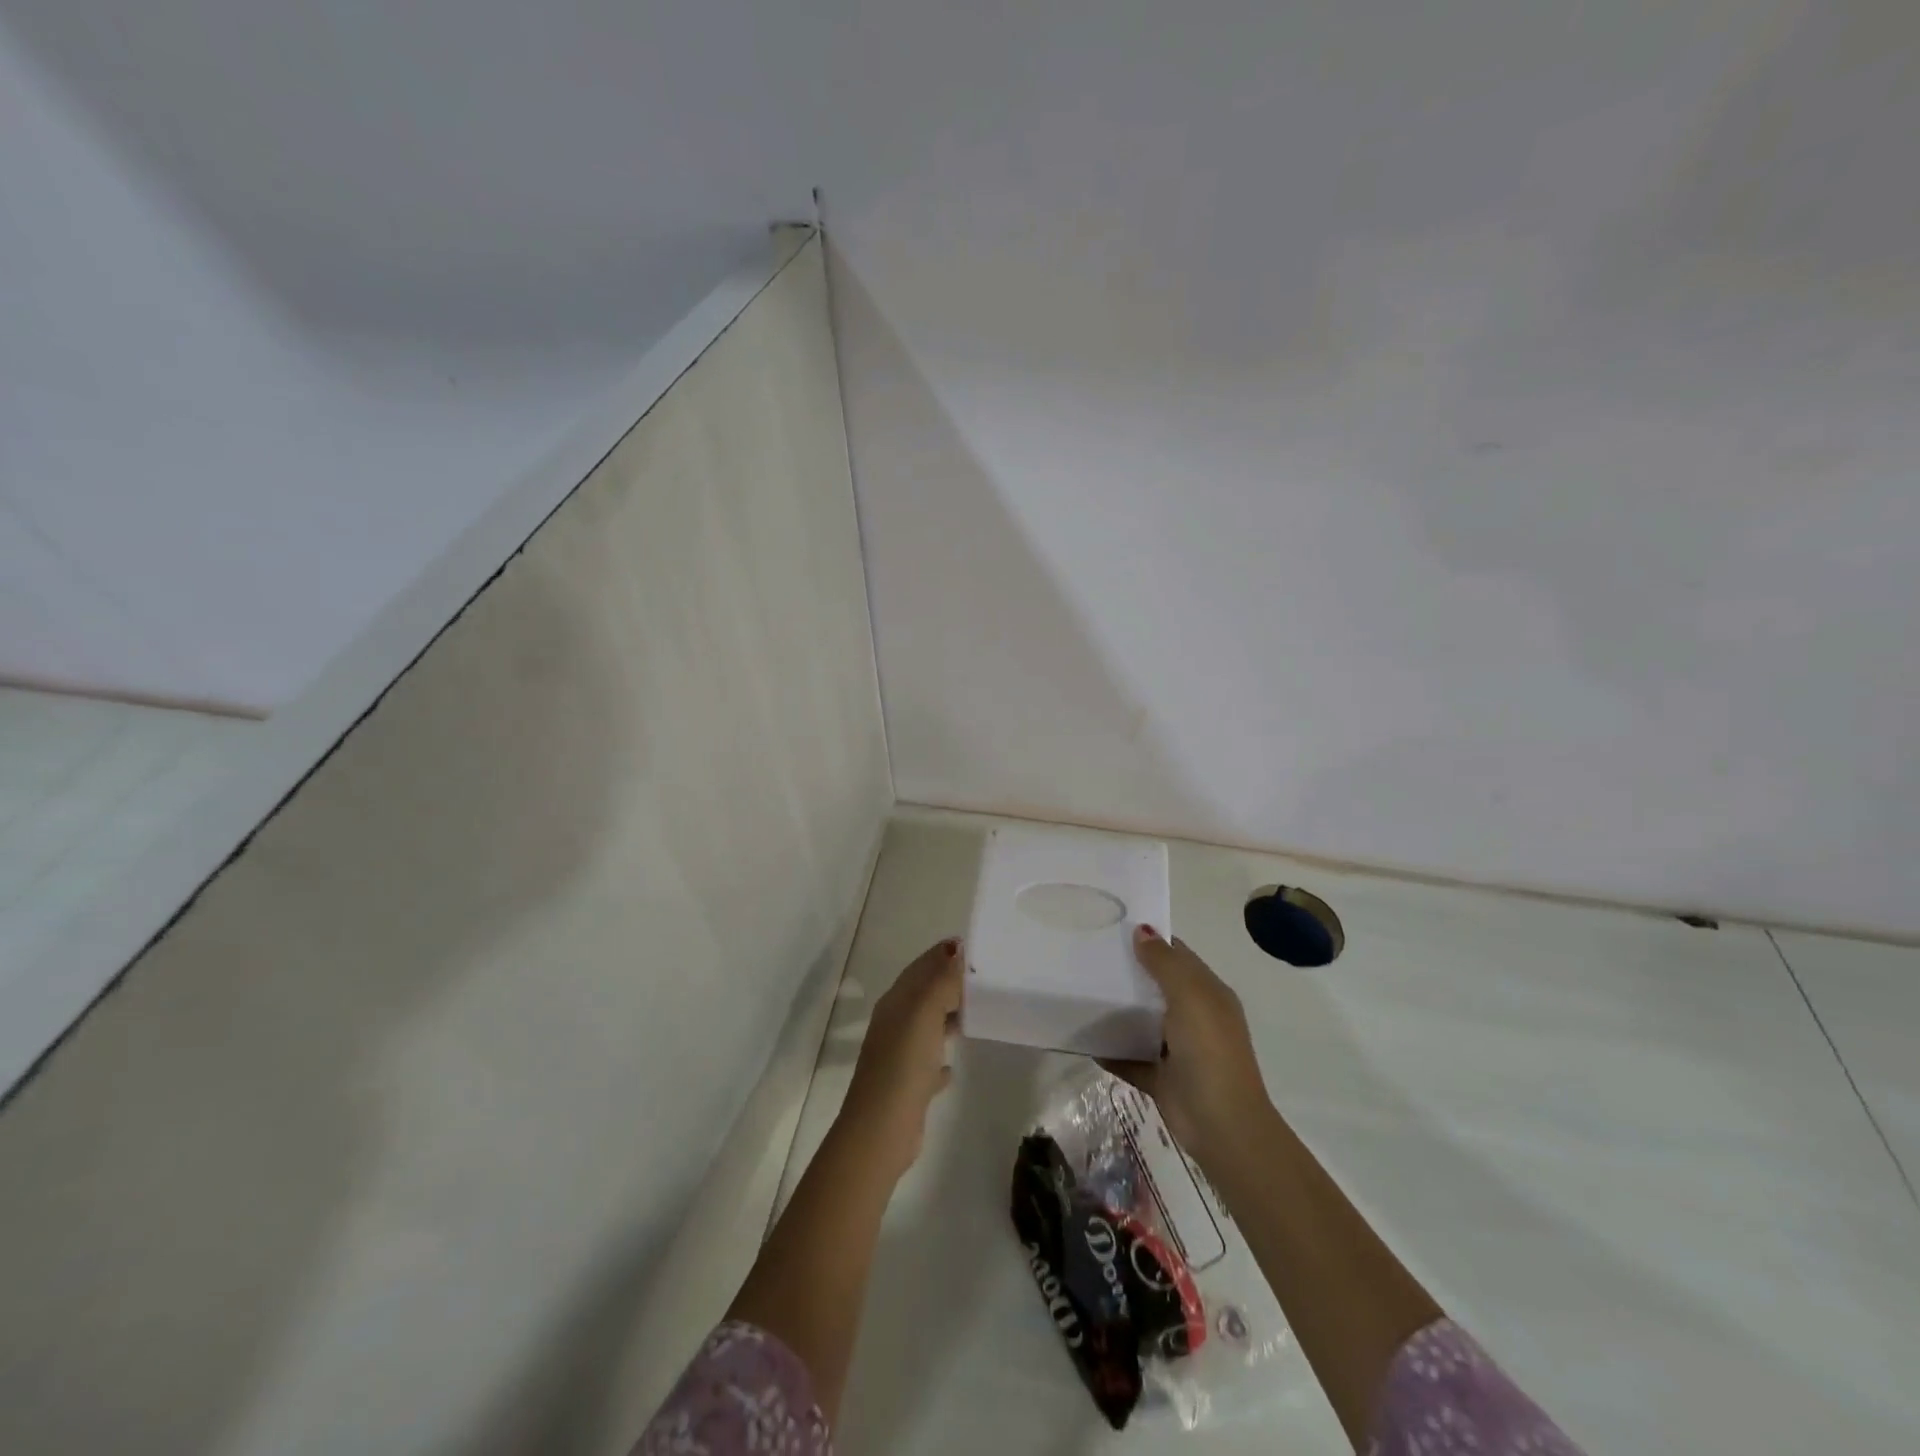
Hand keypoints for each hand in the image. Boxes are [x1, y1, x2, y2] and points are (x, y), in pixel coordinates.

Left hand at [838, 937, 963, 1179]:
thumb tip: (955, 948)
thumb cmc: (904, 1063)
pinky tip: (953, 1065)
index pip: (920, 968)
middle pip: (923, 994)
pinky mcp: (908, 1086)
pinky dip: (941, 1057)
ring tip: (977, 1013)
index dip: (942, 954)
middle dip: (948, 982)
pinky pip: (928, 1063)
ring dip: (947, 1016)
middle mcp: (894, 1024)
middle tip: (982, 978)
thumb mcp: (925, 1013)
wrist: (881, 1128)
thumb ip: (941, 980)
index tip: (972, 947)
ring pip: (927, 1026)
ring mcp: (899, 1056)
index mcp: (896, 1002)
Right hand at [1104, 926, 1270, 1164]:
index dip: (1150, 940)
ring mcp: (1177, 1049)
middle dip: (1127, 972)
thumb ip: (1165, 963)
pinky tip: (1082, 1039)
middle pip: (1156, 986)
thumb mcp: (1190, 996)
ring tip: (1078, 991)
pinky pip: (1129, 1057)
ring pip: (1141, 1021)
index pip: (1178, 956)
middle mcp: (1194, 1017)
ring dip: (1116, 1010)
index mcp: (1208, 993)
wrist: (1222, 1126)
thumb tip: (1141, 930)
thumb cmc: (1209, 1051)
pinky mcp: (1160, 1077)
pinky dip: (1109, 1050)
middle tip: (1085, 956)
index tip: (1112, 928)